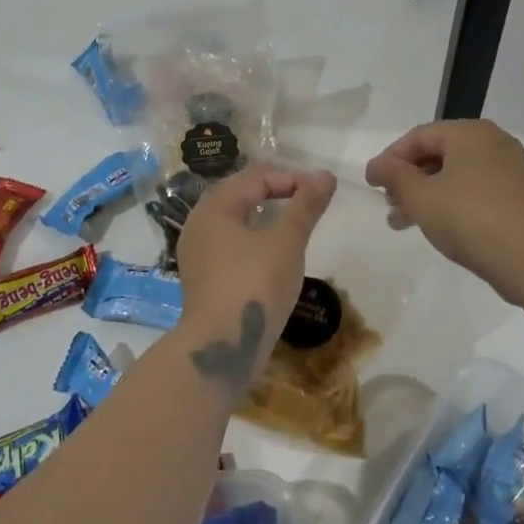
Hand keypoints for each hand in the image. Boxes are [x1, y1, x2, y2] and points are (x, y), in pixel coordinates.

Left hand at [173, 163, 336, 392]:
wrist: (222, 347)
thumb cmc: (254, 285)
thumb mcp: (287, 241)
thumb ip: (305, 206)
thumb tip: (325, 176)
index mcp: (214, 208)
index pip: (255, 177)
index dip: (291, 178)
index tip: (322, 190)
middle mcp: (199, 225)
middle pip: (240, 194)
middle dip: (276, 192)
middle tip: (309, 201)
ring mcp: (198, 254)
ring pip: (235, 221)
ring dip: (266, 216)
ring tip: (295, 224)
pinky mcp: (204, 279)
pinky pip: (231, 245)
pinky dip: (255, 239)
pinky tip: (274, 253)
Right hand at [364, 120, 523, 302]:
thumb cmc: (469, 218)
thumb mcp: (421, 197)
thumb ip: (395, 176)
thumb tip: (377, 165)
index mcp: (470, 133)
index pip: (419, 136)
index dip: (390, 158)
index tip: (371, 184)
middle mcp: (493, 143)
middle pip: (438, 154)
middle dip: (408, 179)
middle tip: (388, 203)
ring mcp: (510, 169)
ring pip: (456, 175)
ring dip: (426, 194)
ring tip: (403, 222)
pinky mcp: (518, 196)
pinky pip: (474, 190)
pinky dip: (450, 203)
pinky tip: (436, 226)